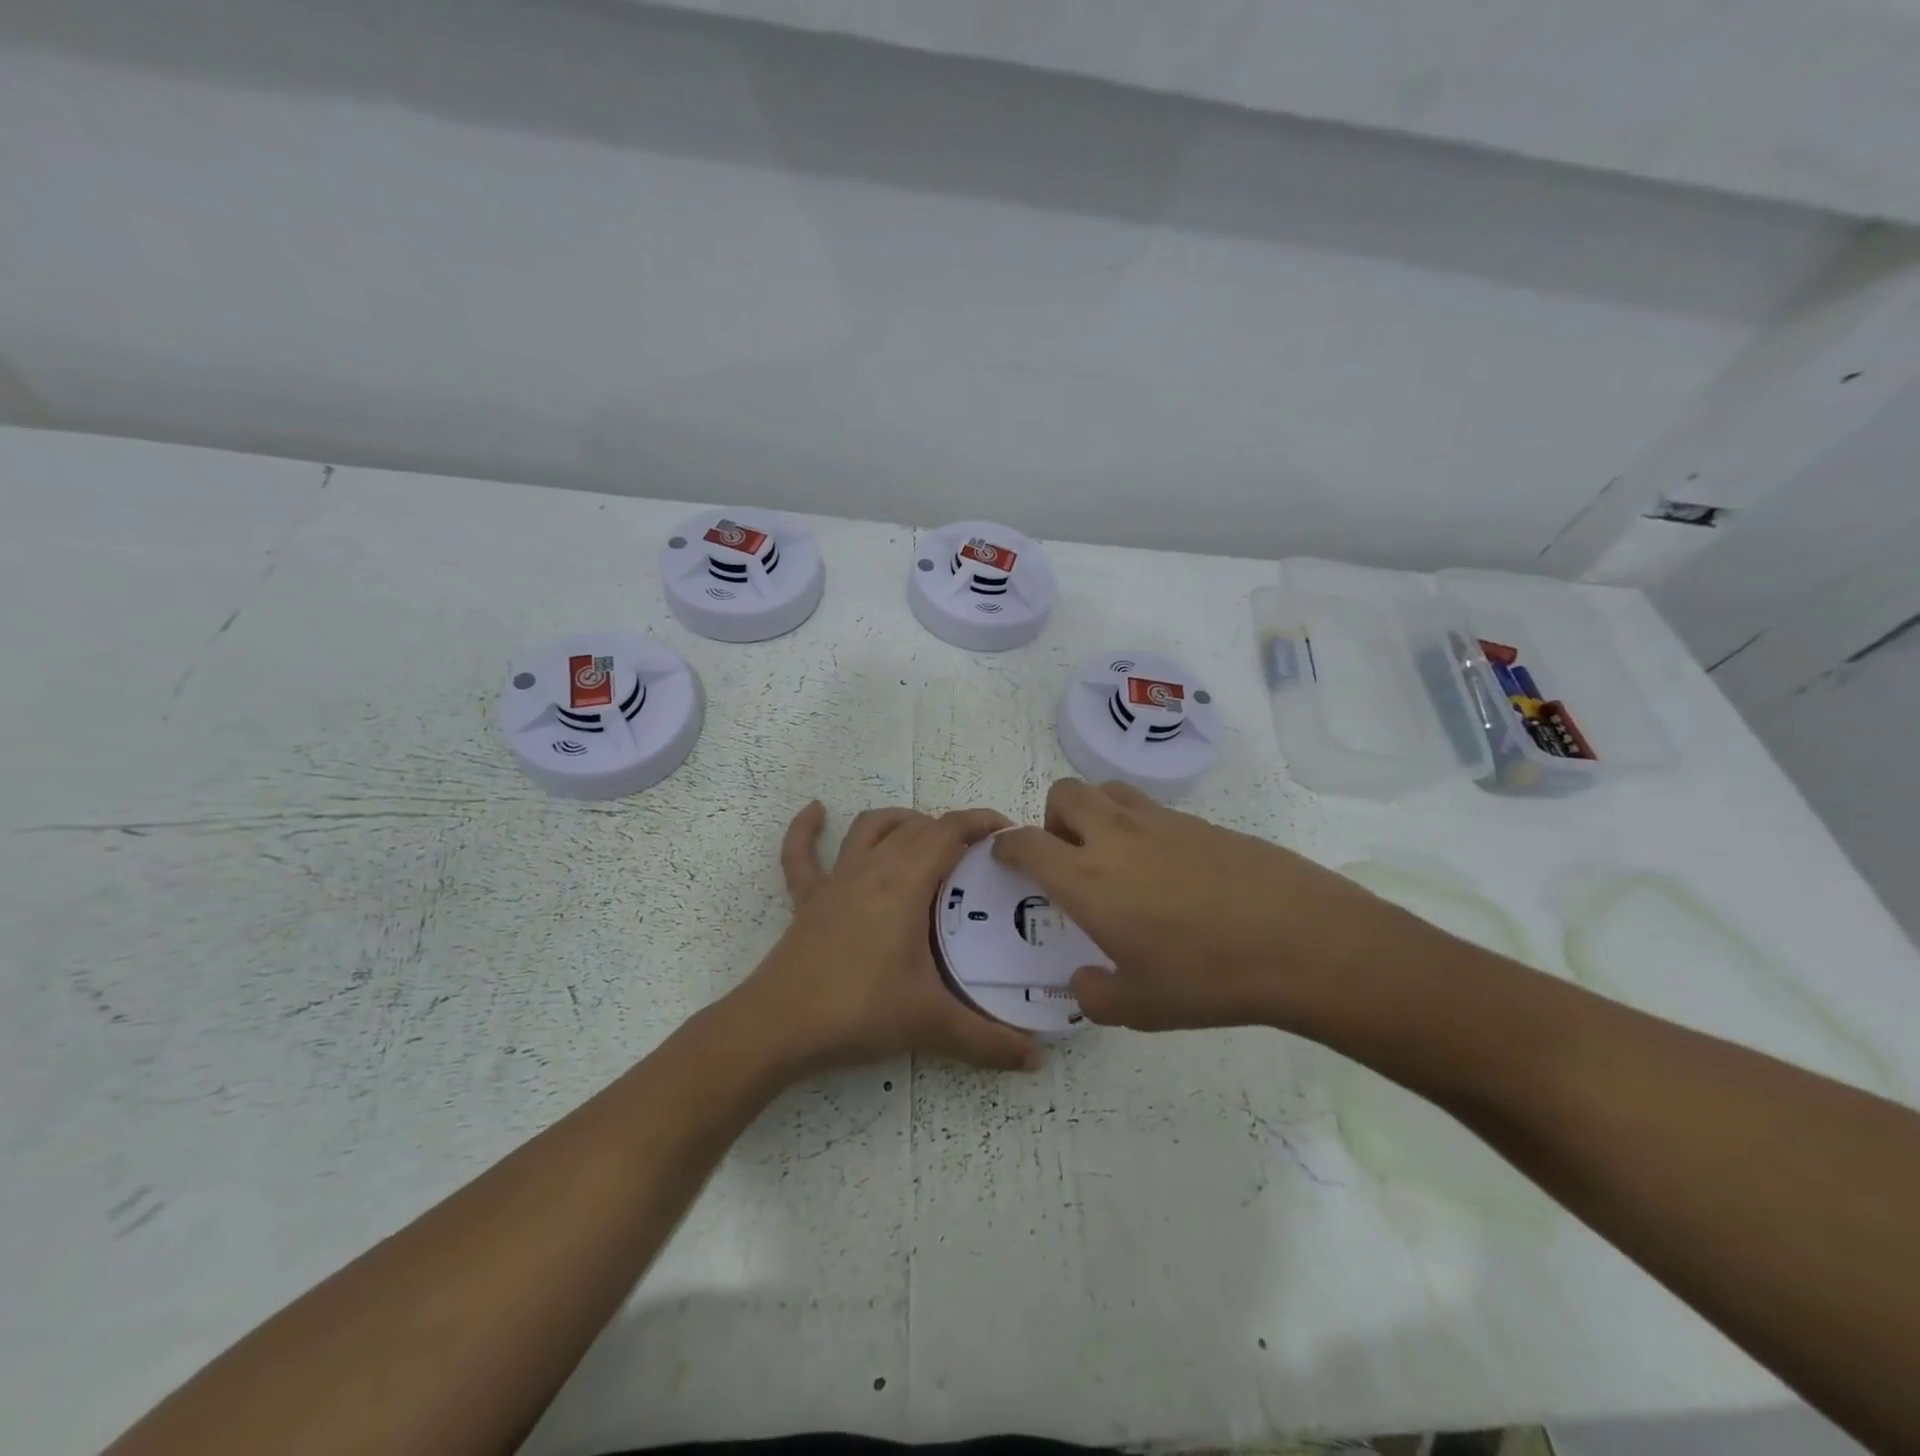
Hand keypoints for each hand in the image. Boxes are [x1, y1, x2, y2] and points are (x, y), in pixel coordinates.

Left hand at [735, 802, 1043, 1073]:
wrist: (778, 1026)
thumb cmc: (858, 1011)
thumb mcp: (930, 1024)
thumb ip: (987, 1041)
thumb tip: (1036, 1060)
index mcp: (905, 884)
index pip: (949, 832)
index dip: (981, 823)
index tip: (1009, 834)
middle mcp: (872, 870)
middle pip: (916, 828)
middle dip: (951, 830)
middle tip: (979, 860)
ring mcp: (836, 881)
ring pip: (870, 828)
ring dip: (900, 821)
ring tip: (924, 834)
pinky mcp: (808, 900)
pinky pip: (801, 854)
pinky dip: (807, 829)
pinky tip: (815, 811)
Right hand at [992, 780, 1423, 1032]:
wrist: (1302, 941)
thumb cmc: (1209, 977)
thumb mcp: (1140, 1007)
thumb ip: (1094, 995)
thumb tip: (1082, 982)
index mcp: (1087, 879)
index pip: (1027, 843)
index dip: (1007, 847)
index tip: (1005, 858)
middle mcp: (1115, 837)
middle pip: (1064, 793)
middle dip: (1052, 818)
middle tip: (1068, 858)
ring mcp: (1161, 822)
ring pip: (1107, 789)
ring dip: (1094, 812)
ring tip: (1113, 855)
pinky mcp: (1200, 821)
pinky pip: (1151, 808)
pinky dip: (1138, 826)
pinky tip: (1166, 870)